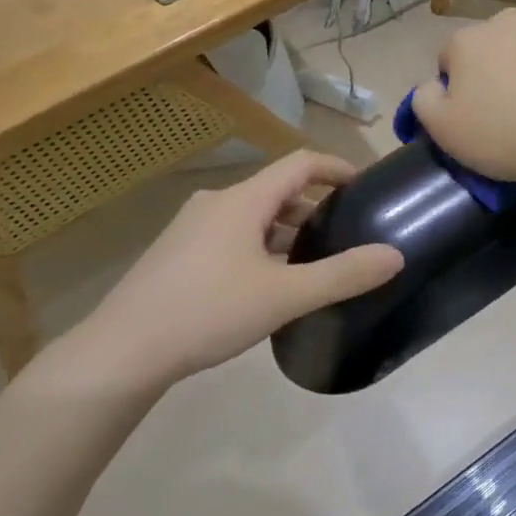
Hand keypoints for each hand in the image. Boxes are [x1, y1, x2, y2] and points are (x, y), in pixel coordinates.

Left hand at [55, 151, 402, 393]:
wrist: (120, 352)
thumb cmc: (207, 312)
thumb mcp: (285, 296)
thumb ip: (343, 275)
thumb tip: (395, 255)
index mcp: (243, 200)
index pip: (300, 163)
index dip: (337, 167)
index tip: (365, 186)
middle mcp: (217, 203)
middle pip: (277, 190)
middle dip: (315, 205)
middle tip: (345, 232)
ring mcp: (191, 228)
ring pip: (253, 216)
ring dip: (287, 230)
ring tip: (313, 262)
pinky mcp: (177, 254)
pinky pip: (231, 236)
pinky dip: (261, 246)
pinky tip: (268, 284)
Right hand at [411, 0, 515, 184]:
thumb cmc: (505, 139)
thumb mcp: (444, 132)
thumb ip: (424, 100)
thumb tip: (431, 83)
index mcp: (464, 42)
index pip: (452, 58)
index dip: (462, 85)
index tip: (479, 111)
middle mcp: (501, 19)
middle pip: (493, 41)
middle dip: (499, 64)